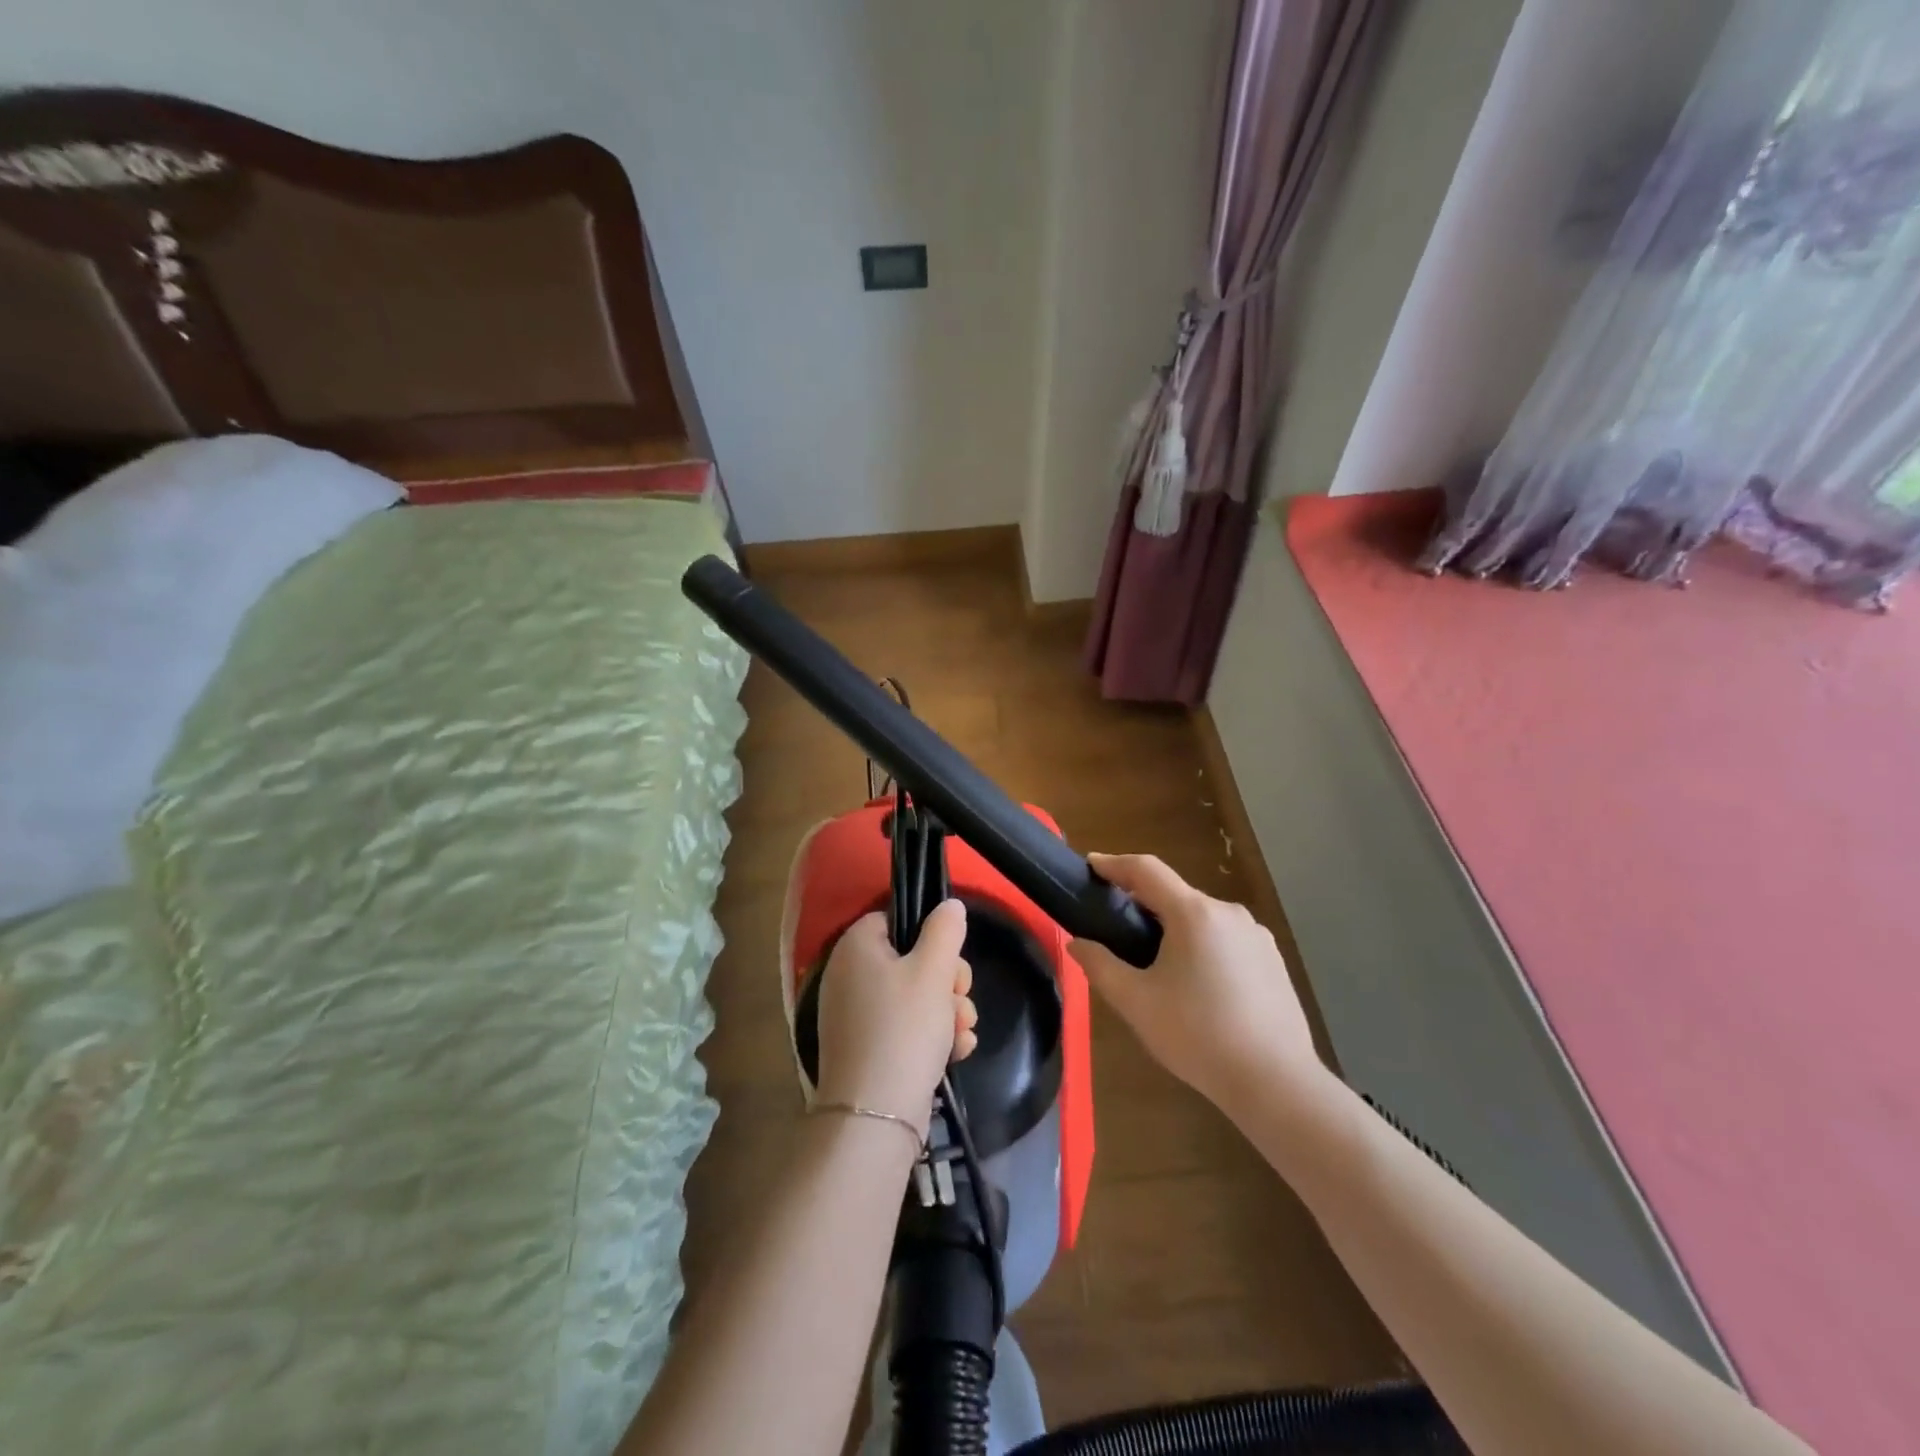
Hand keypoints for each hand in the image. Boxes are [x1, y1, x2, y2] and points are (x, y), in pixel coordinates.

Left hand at [813, 900, 978, 1135]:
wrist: (876, 1114)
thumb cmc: (904, 1028)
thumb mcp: (933, 970)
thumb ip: (945, 930)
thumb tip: (949, 905)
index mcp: (856, 947)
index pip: (895, 920)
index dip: (930, 937)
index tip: (951, 960)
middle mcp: (849, 976)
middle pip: (910, 960)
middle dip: (947, 981)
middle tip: (960, 998)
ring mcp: (855, 1015)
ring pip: (914, 997)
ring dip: (946, 1011)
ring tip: (963, 1031)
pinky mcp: (866, 1049)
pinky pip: (904, 1028)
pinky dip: (930, 1036)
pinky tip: (956, 1051)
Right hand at [1070, 853, 1321, 1113]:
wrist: (1276, 1083)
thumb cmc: (1198, 1036)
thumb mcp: (1136, 1002)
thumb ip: (1100, 966)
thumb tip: (1077, 943)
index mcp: (1193, 913)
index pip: (1146, 870)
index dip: (1114, 864)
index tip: (1090, 866)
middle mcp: (1228, 912)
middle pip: (1175, 895)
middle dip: (1142, 903)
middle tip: (1116, 928)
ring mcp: (1256, 936)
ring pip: (1201, 919)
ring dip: (1173, 928)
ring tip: (1154, 964)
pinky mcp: (1273, 960)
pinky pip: (1225, 939)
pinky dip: (1201, 947)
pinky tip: (1196, 985)